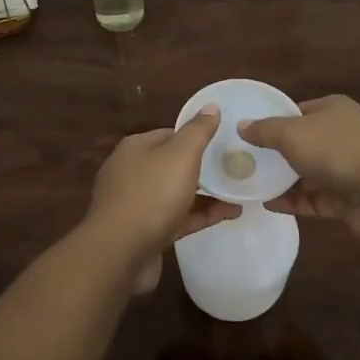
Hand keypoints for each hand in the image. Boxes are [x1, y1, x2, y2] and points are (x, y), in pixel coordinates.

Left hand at [81, 107, 238, 260]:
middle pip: (172, 165)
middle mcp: (131, 172)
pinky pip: (177, 218)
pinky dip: (200, 215)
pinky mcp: (144, 232)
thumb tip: (212, 106)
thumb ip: (198, 131)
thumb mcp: (181, 155)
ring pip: (176, 193)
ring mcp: (135, 205)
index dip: (196, 137)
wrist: (120, 253)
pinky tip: (228, 215)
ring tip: (239, 194)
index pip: (170, 134)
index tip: (223, 143)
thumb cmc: (152, 194)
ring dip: (206, 194)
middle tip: (234, 170)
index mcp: (136, 148)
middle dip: (202, 168)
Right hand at [241, 95, 359, 240]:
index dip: (276, 119)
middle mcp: (344, 135)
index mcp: (334, 109)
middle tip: (246, 161)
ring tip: (251, 185)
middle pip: (305, 142)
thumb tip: (242, 126)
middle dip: (278, 152)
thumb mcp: (292, 133)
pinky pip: (316, 199)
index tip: (250, 132)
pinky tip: (269, 205)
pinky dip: (295, 202)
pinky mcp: (350, 199)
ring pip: (310, 173)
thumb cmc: (336, 150)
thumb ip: (265, 130)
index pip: (300, 110)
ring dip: (285, 180)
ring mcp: (349, 168)